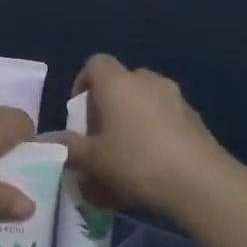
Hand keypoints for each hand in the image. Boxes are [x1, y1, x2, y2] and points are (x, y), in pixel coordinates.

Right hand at [60, 54, 231, 215]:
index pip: (95, 64)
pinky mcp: (196, 119)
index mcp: (118, 83)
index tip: (79, 114)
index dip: (82, 84)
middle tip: (100, 137)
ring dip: (133, 119)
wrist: (199, 182)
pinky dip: (155, 133)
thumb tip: (46, 141)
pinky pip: (166, 118)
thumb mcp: (92, 160)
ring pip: (145, 100)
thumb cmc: (135, 162)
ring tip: (126, 154)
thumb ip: (68, 148)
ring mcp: (175, 98)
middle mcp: (147, 81)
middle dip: (108, 106)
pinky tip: (153, 165)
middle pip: (121, 82)